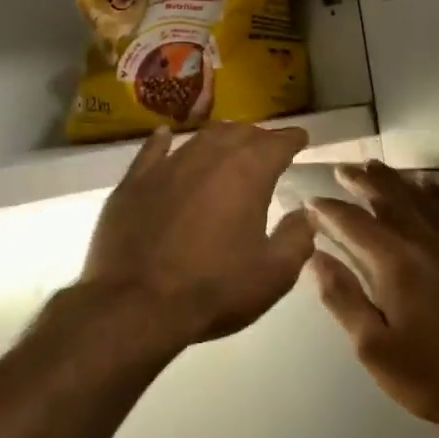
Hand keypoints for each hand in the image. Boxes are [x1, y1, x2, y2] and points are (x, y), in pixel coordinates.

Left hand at [78, 122, 315, 348]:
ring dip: (220, 138)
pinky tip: (165, 136)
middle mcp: (209, 155)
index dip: (292, 139)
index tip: (301, 138)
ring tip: (228, 143)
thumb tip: (303, 215)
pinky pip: (153, 150)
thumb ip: (296, 239)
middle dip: (258, 137)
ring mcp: (168, 165)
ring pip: (200, 138)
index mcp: (248, 172)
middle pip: (240, 133)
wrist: (136, 304)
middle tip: (267, 147)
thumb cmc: (214, 289)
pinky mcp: (135, 180)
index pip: (277, 143)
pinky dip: (164, 141)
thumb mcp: (273, 275)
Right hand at [310, 162, 438, 429]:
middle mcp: (425, 243)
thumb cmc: (429, 377)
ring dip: (393, 180)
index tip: (309, 200)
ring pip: (419, 199)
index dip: (328, 210)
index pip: (354, 224)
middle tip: (340, 169)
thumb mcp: (373, 348)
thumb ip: (343, 298)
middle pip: (388, 200)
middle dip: (361, 182)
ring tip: (373, 166)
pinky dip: (435, 192)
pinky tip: (425, 183)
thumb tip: (314, 258)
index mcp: (396, 264)